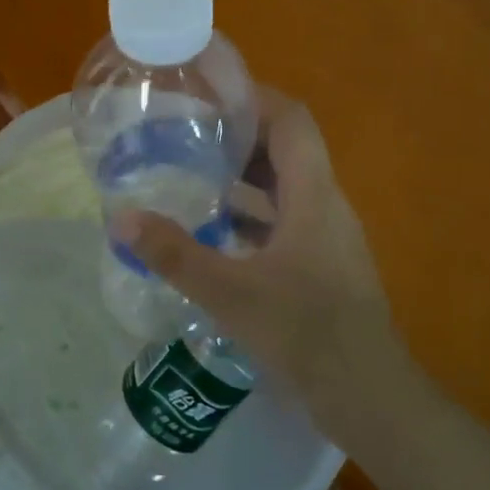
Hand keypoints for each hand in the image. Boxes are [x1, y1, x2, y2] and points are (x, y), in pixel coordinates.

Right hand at [114, 90, 423, 450]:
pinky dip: (254, 217)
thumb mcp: (230, 292)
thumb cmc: (305, 332)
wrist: (368, 394)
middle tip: (190, 136)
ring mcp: (329, 237)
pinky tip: (218, 234)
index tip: (212, 94)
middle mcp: (326, 205)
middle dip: (242, 137)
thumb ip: (175, 254)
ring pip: (287, 189)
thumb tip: (122, 217)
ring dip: (247, 179)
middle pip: (288, 150)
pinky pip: (287, 223)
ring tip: (196, 177)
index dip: (255, 98)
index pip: (292, 120)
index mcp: (313, 194)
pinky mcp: (325, 266)